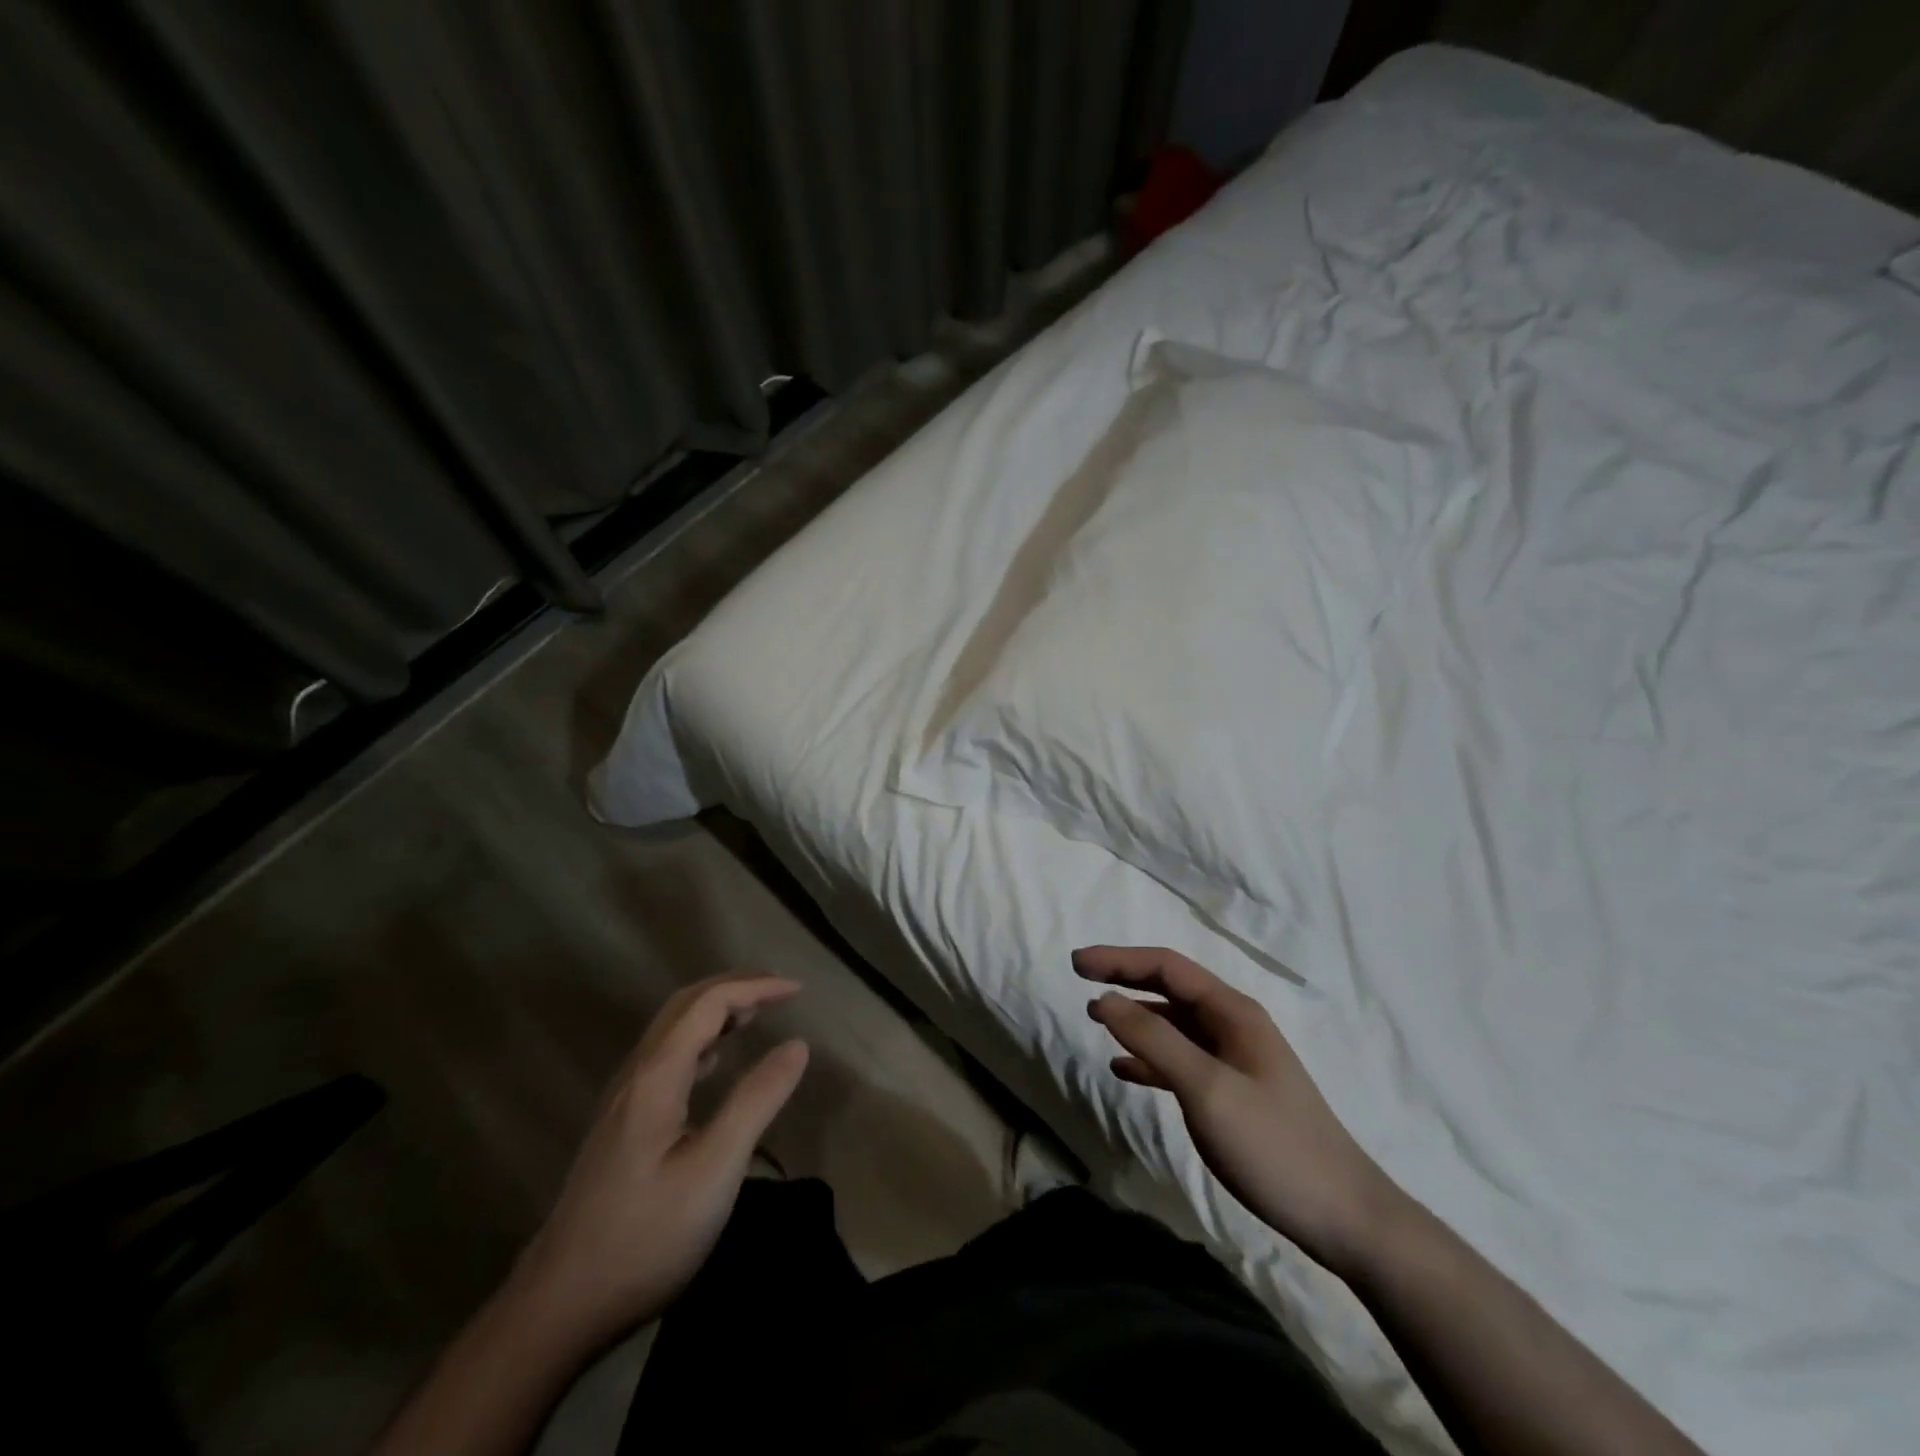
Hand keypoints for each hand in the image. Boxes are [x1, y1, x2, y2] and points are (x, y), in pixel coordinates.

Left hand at [509, 974, 808, 1353]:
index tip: (798, 990)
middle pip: (684, 1006)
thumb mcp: (714, 1170)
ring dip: (716, 1010)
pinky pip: (666, 1058)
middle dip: (734, 986)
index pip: (708, 1004)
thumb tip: (797, 1044)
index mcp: (656, 1077)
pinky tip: (715, 1062)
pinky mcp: (622, 1127)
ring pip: (671, 1030)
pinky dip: (700, 1041)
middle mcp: (636, 1076)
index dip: (755, 987)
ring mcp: (623, 1102)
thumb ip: (756, 1101)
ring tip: (756, 1014)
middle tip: (780, 991)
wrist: (559, 1308)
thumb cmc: (645, 1237)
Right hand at [1076, 946, 1395, 1272]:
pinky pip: (1181, 1061)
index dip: (1120, 959)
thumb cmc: (1274, 1145)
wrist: (1344, 1218)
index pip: (1167, 967)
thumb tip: (1106, 998)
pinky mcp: (1232, 1093)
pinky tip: (1124, 1069)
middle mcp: (1232, 1026)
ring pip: (1174, 1025)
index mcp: (1232, 1013)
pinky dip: (1150, 1059)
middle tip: (1081, 978)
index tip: (1078, 962)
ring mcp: (1234, 1060)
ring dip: (1135, 1017)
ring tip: (1095, 1019)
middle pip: (1170, 989)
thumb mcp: (1207, 1089)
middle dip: (1125, 979)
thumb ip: (1155, 1040)